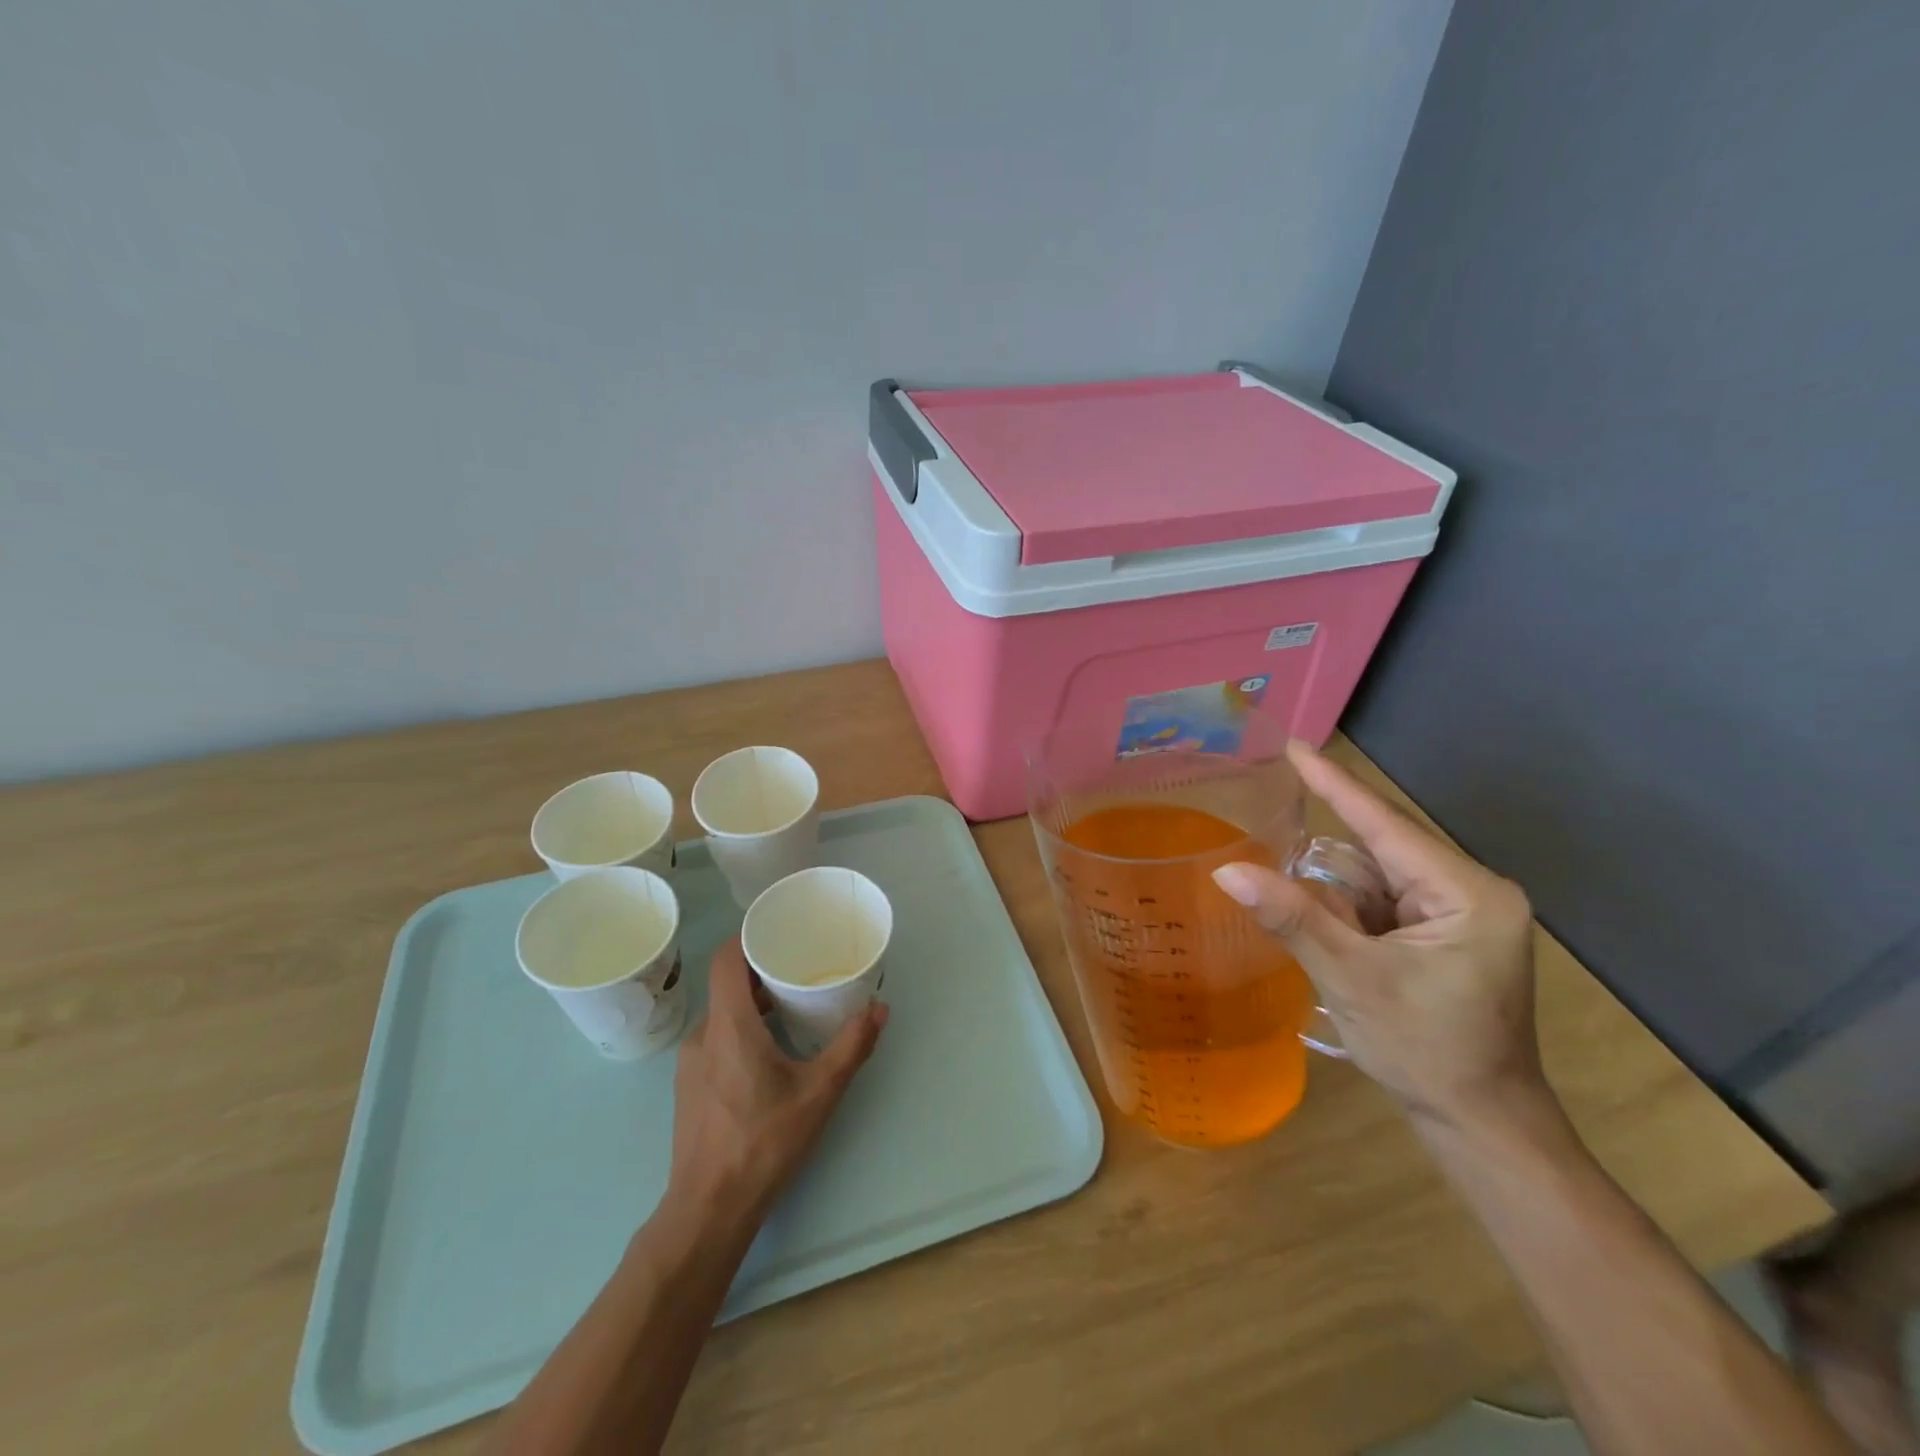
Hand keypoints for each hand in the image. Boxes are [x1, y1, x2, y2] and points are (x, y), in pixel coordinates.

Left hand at [667, 937, 887, 1226]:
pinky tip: (768, 1051)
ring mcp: (690, 1061)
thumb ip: (852, 1046)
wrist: (708, 1209)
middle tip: (799, 968)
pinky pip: (715, 1038)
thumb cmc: (764, 1143)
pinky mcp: (689, 1085)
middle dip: (762, 970)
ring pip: (722, 1013)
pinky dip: (740, 1028)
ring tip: (790, 1007)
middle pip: (727, 984)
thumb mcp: (820, 1092)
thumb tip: (880, 1007)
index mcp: (729, 1025)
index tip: (779, 930)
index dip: (748, 936)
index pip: (726, 959)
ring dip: (752, 1002)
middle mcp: (703, 1034)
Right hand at [1211, 741, 1542, 1131]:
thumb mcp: (1351, 979)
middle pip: (1380, 850)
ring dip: (1336, 890)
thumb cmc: (1426, 1052)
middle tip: (1272, 813)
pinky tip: (1323, 925)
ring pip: (1377, 878)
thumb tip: (1227, 871)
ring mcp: (1460, 915)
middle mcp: (1470, 892)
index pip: (1385, 824)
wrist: (1482, 1125)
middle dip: (1329, 848)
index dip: (1335, 784)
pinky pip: (1383, 902)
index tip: (1294, 745)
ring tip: (1296, 888)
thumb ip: (1293, 918)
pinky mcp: (1445, 935)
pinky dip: (1347, 910)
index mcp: (1466, 893)